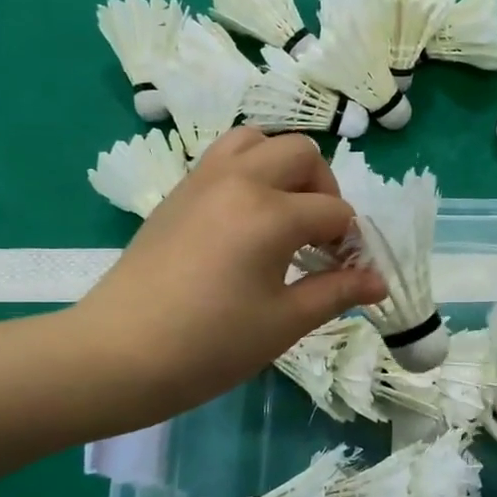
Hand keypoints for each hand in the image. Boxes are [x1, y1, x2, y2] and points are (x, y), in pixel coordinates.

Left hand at [66, 129, 384, 422]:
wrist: (118, 355)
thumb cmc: (210, 346)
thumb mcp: (284, 323)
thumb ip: (337, 292)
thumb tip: (379, 282)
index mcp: (271, 214)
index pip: (334, 212)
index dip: (350, 243)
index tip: (346, 274)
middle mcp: (240, 180)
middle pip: (302, 154)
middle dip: (324, 191)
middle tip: (318, 238)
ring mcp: (203, 180)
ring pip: (258, 140)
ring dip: (283, 168)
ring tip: (283, 215)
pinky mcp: (178, 192)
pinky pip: (223, 156)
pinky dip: (249, 171)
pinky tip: (247, 220)